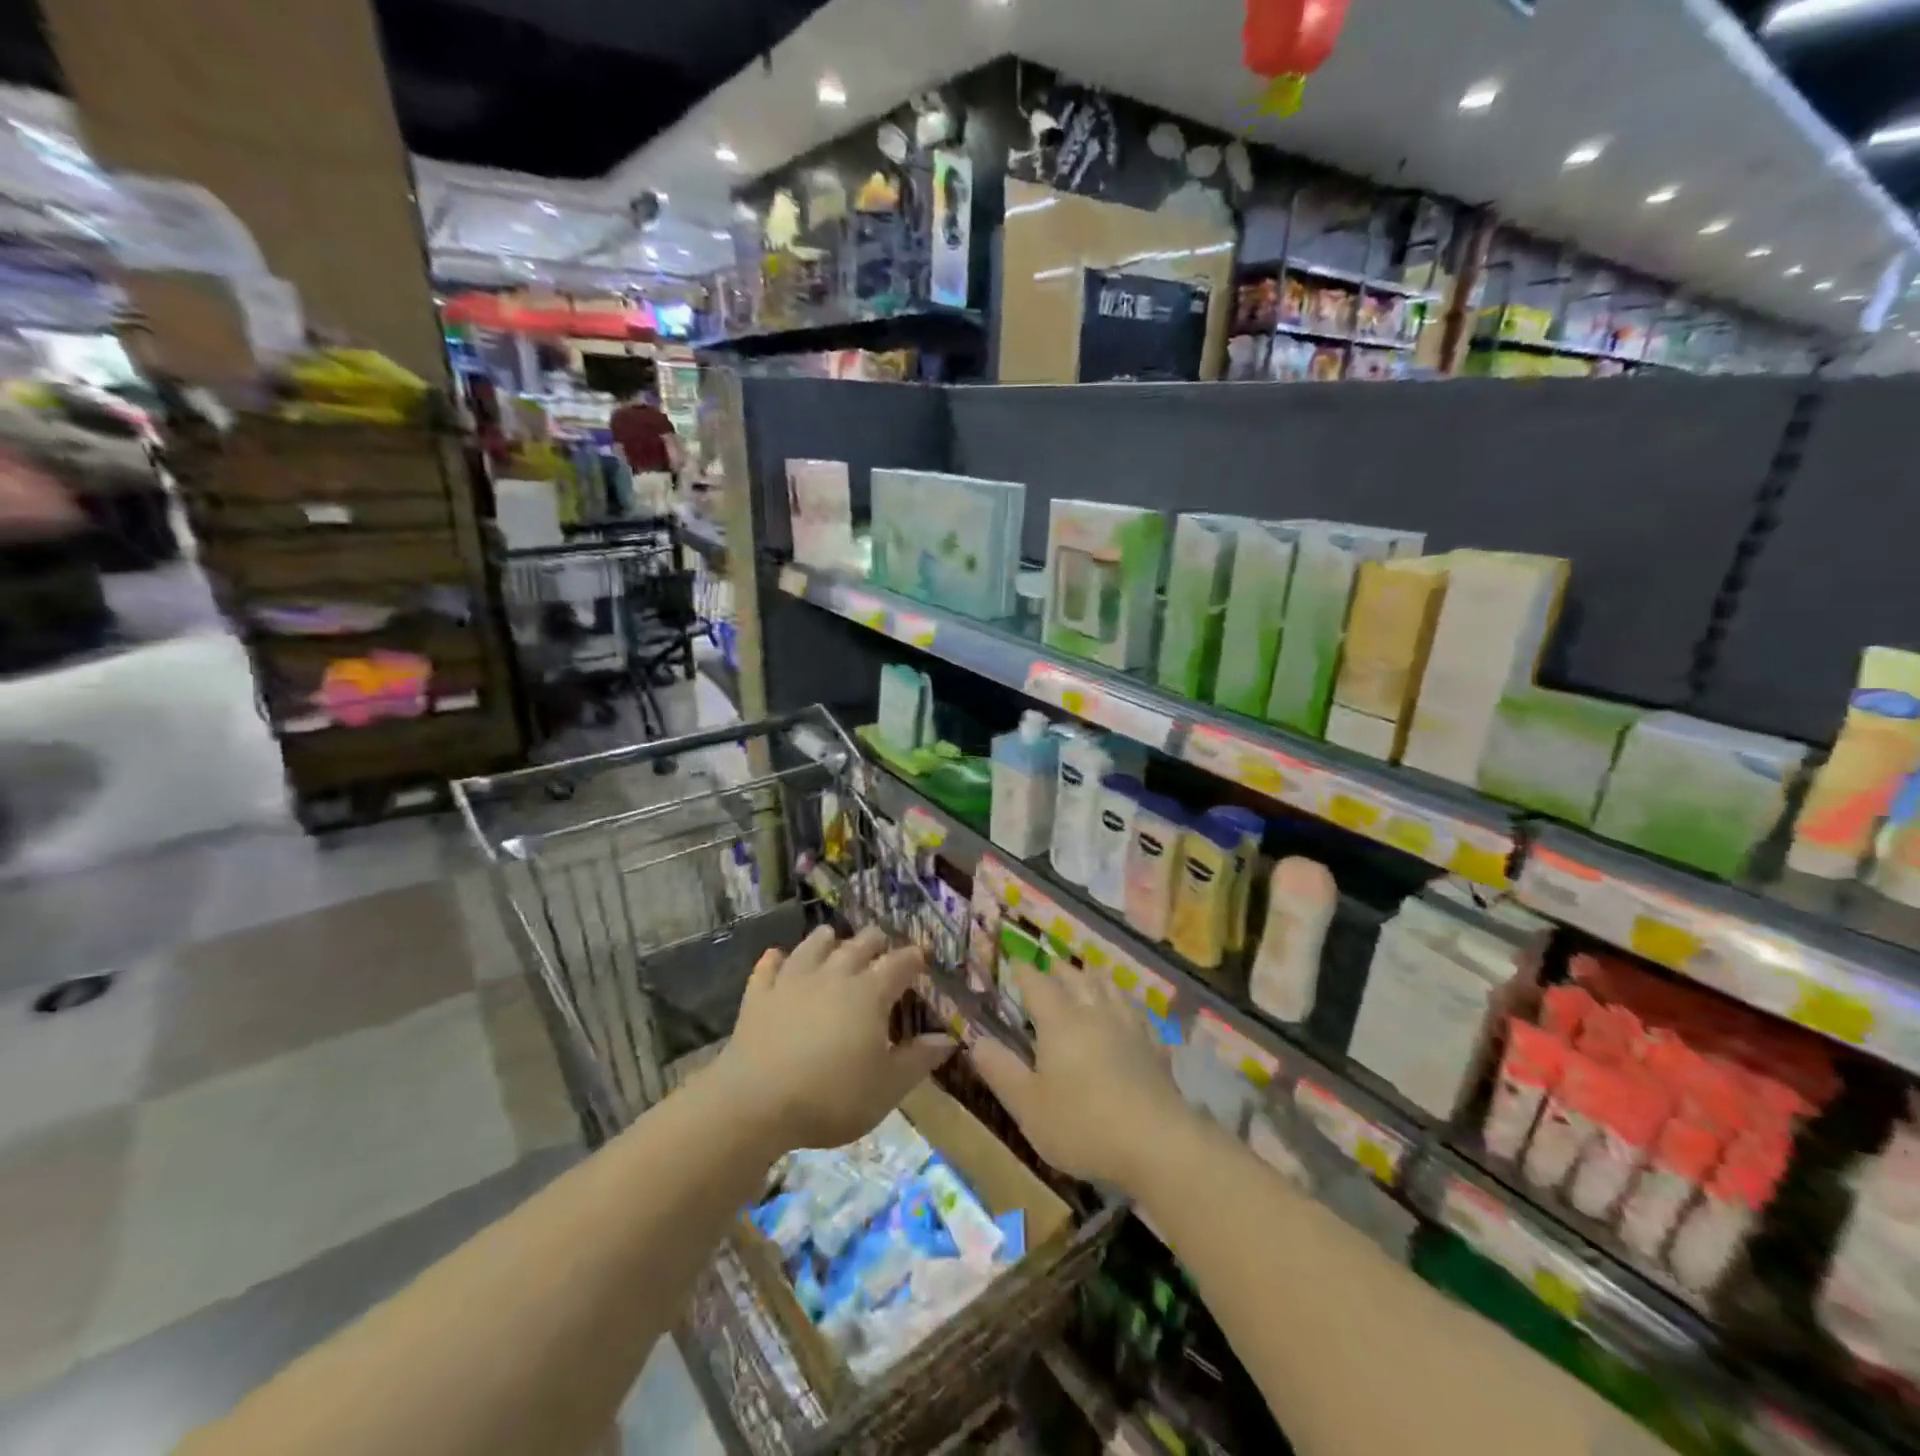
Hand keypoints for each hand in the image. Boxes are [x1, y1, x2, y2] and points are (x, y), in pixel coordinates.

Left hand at [710, 925, 954, 1155]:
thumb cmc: (832, 1096)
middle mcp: (834, 975)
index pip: (899, 964)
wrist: (756, 1101)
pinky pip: (768, 967)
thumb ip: (918, 1060)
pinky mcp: (759, 995)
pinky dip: (775, 959)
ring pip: (813, 946)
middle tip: (881, 943)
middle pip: (858, 945)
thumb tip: (948, 1039)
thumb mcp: (887, 1087)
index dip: (913, 957)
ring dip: (827, 940)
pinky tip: (776, 956)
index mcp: (870, 994)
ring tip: (833, 937)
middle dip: (874, 941)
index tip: (922, 955)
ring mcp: (793, 981)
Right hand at [967, 959, 1199, 1194]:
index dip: (1024, 971)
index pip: (1037, 983)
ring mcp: (1129, 1027)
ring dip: (1095, 978)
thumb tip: (976, 1040)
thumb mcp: (1028, 1106)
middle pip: (1076, 978)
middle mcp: (1094, 1012)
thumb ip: (1000, 1070)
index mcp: (1059, 1021)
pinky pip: (1138, 1013)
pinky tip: (1129, 1014)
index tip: (1015, 963)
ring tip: (1088, 976)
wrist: (1158, 1143)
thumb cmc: (1083, 1125)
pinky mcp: (1154, 1046)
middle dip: (1059, 970)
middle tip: (1049, 967)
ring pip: (1110, 988)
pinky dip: (1127, 1005)